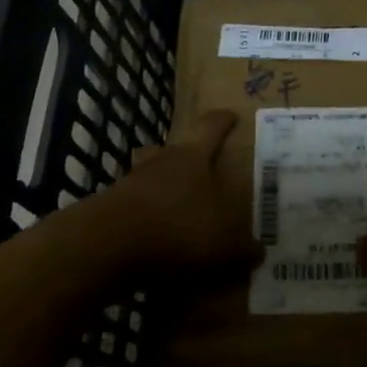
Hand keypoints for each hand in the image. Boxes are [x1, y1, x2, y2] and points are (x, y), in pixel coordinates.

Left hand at [108, 109, 262, 274]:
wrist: (110, 246)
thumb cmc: (179, 228)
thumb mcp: (225, 244)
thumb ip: (243, 247)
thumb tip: (258, 251)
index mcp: (193, 158)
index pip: (210, 128)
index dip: (222, 121)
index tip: (230, 115)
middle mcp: (160, 162)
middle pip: (170, 149)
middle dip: (183, 158)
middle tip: (198, 172)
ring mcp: (129, 184)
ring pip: (147, 177)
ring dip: (159, 189)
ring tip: (174, 210)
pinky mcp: (108, 211)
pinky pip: (132, 210)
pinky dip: (143, 222)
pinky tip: (154, 243)